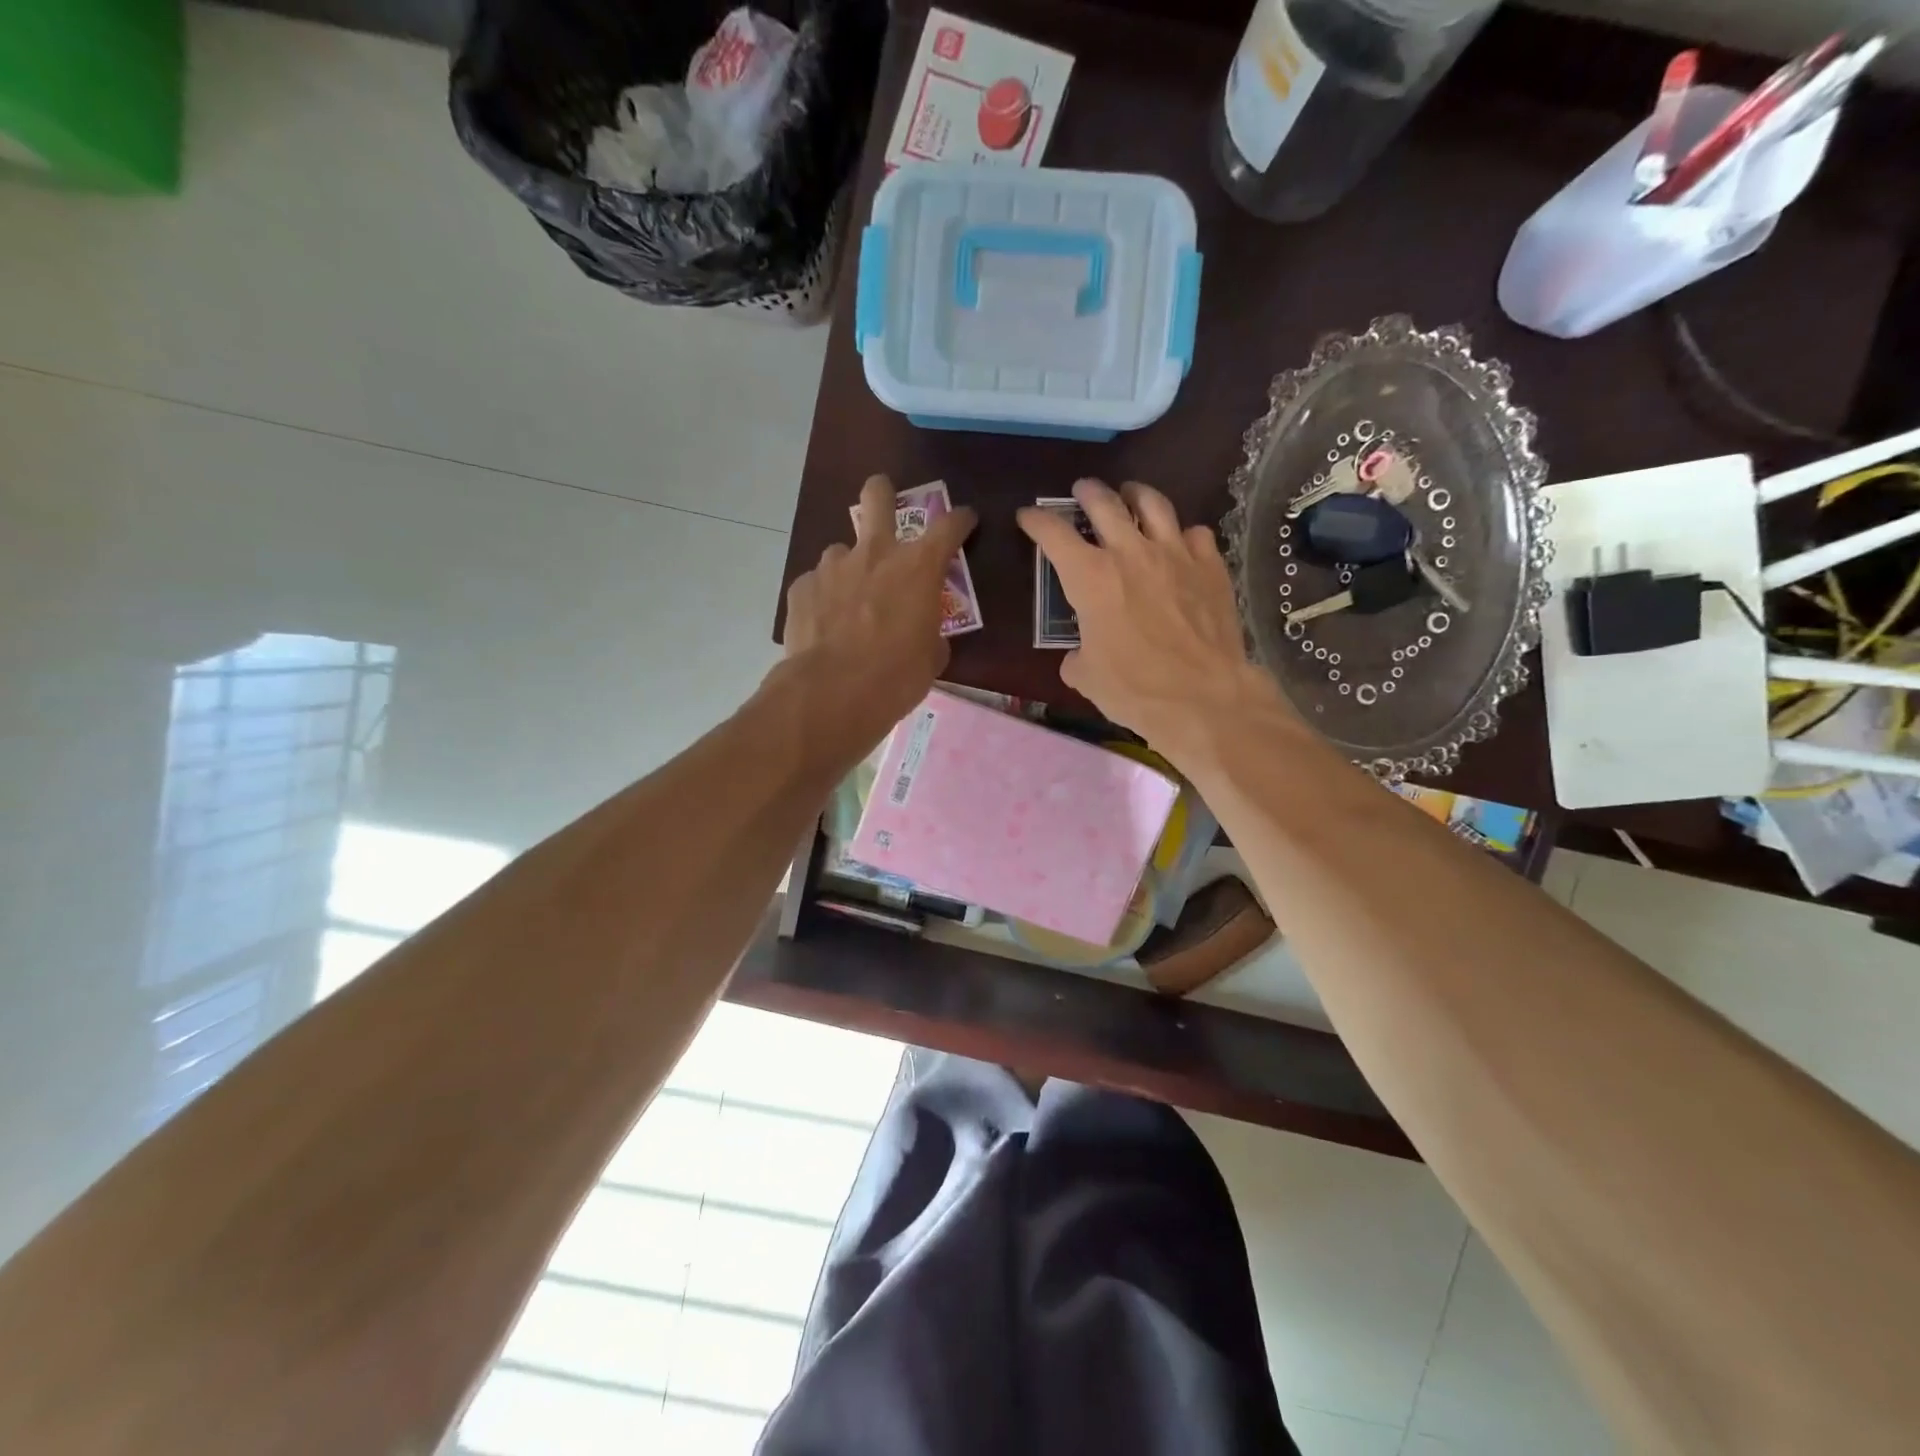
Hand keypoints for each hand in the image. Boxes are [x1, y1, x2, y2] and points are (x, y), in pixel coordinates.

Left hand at [781, 474, 977, 748]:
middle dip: (882, 492)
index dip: (960, 520)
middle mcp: (874, 553)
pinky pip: (817, 584)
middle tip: (884, 498)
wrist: (832, 693)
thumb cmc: (896, 676)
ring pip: (842, 551)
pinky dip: (824, 598)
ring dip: (850, 567)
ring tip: (848, 600)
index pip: (949, 526)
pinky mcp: (802, 588)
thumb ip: (930, 633)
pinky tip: (824, 624)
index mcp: (917, 567)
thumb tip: (924, 634)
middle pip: (877, 496)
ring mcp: (832, 567)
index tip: (965, 520)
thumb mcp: (931, 658)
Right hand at [1017, 479, 1282, 753]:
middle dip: (1088, 493)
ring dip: (1136, 494)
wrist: (1202, 696)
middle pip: (1105, 503)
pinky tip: (1180, 542)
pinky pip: (1195, 533)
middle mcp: (1130, 553)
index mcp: (1090, 577)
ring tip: (1131, 494)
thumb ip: (1076, 657)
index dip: (1037, 521)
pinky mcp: (1210, 567)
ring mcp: (1175, 555)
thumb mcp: (1087, 677)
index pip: (1054, 534)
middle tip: (1082, 491)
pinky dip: (1182, 533)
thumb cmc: (1134, 688)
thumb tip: (1079, 656)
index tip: (1028, 516)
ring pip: (1153, 504)